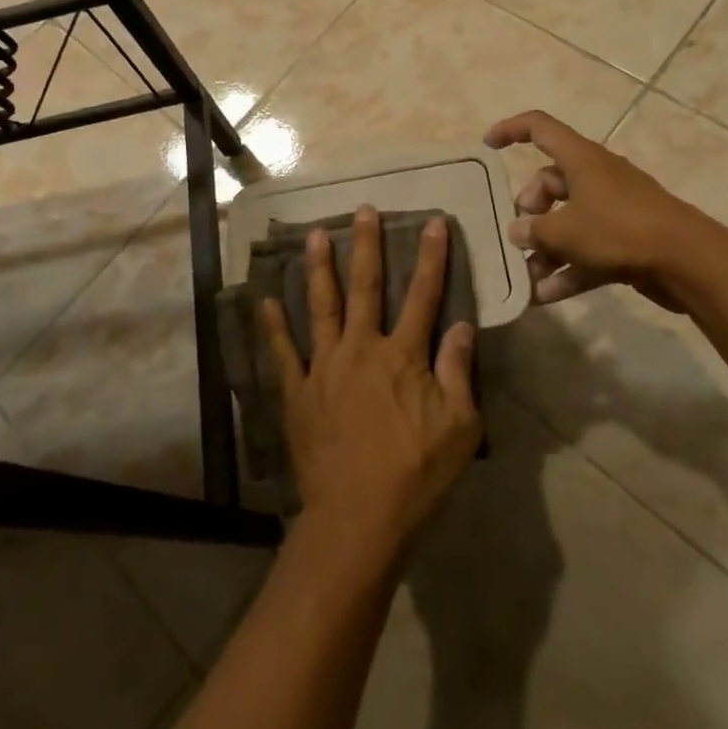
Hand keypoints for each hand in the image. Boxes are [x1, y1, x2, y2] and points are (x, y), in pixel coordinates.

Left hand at [259, 207, 481, 562]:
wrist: (357, 517)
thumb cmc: (416, 474)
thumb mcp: (460, 428)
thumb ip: (459, 372)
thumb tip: (463, 325)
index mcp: (403, 355)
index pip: (423, 295)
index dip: (431, 257)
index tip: (433, 223)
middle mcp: (361, 348)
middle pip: (365, 287)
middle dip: (367, 246)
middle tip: (363, 210)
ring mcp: (324, 367)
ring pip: (321, 307)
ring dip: (319, 269)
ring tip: (315, 235)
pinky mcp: (298, 392)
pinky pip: (283, 352)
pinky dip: (272, 326)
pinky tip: (264, 300)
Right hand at [484, 109, 700, 309]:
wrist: (688, 262)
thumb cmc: (619, 230)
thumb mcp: (565, 231)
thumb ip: (534, 231)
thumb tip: (518, 232)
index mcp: (581, 159)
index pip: (539, 128)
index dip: (511, 130)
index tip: (488, 146)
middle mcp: (596, 177)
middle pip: (550, 182)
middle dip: (529, 209)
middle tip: (519, 235)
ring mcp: (613, 210)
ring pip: (568, 220)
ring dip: (545, 248)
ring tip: (526, 276)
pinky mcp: (626, 240)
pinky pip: (587, 250)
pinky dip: (567, 270)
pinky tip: (545, 298)